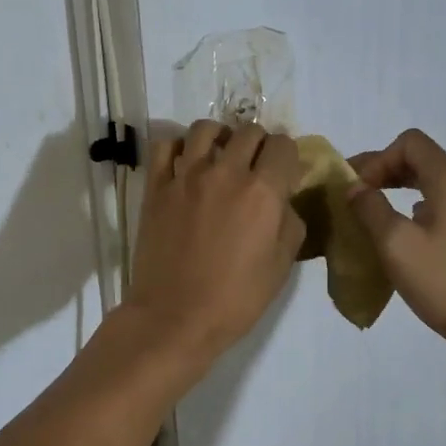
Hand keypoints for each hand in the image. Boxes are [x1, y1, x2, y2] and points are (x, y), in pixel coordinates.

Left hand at [124, 120, 304, 365]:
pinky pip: (166, 146)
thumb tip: (283, 201)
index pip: (283, 145)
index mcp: (263, 192)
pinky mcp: (156, 187)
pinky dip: (179, 146)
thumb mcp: (281, 266)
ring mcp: (186, 176)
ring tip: (221, 155)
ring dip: (221, 136)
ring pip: (206, 129)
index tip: (285, 171)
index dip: (288, 155)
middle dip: (260, 143)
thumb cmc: (235, 299)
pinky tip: (186, 162)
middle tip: (256, 166)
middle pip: (249, 131)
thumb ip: (289, 223)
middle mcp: (226, 173)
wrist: (175, 317)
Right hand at [347, 129, 445, 352]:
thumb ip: (370, 208)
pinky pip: (434, 205)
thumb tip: (354, 188)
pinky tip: (394, 233)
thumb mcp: (395, 242)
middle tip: (352, 194)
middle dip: (382, 171)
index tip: (357, 188)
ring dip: (394, 190)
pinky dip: (409, 209)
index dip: (377, 159)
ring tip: (366, 212)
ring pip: (426, 183)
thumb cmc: (443, 280)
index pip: (409, 143)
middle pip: (418, 159)